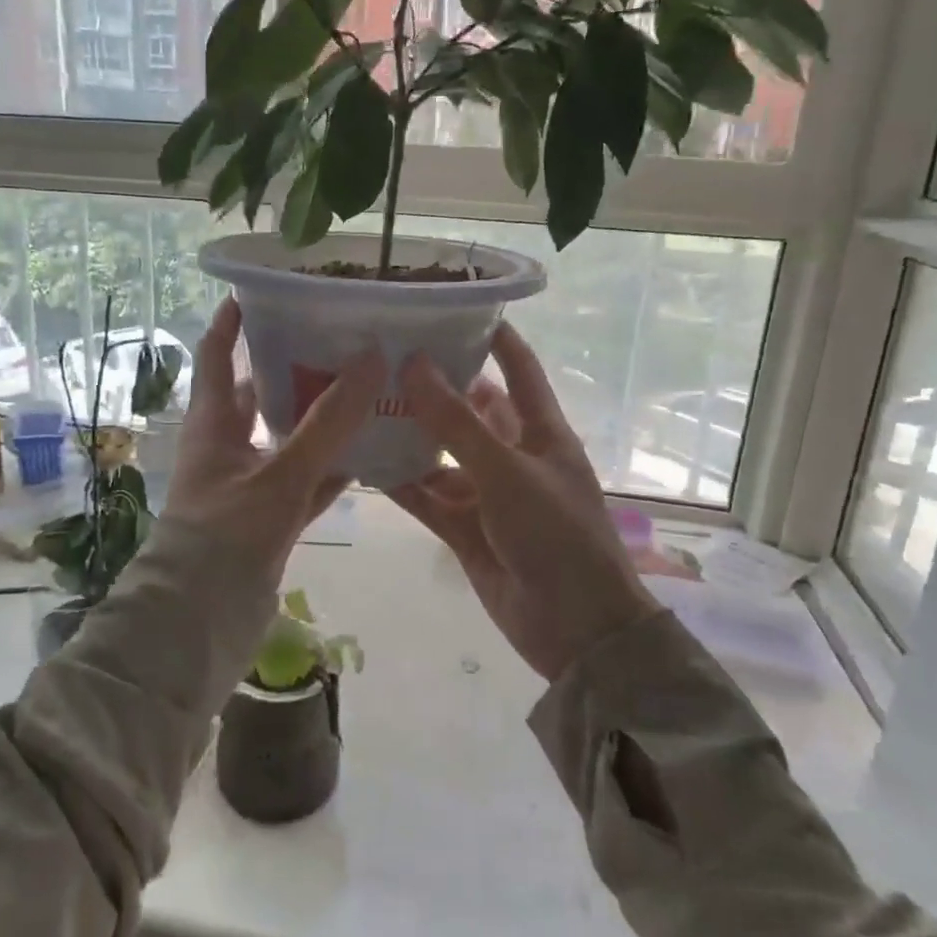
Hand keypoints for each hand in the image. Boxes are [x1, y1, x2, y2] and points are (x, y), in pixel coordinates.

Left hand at [166, 298, 385, 586]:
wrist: (200, 622)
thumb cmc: (226, 535)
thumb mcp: (280, 474)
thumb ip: (328, 422)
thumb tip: (373, 357)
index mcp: (213, 423)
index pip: (214, 354)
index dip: (232, 320)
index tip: (262, 289)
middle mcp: (228, 446)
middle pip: (258, 393)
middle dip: (292, 366)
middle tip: (339, 339)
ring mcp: (249, 483)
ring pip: (288, 439)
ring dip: (319, 420)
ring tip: (366, 389)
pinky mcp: (270, 518)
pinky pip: (306, 482)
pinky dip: (332, 470)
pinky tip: (371, 456)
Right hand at [390, 324, 650, 680]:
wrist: (575, 630)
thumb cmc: (557, 537)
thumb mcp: (508, 472)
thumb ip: (457, 423)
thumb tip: (413, 364)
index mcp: (540, 432)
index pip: (518, 369)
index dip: (494, 336)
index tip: (453, 306)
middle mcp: (511, 455)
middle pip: (469, 409)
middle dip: (433, 386)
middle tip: (383, 357)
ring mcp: (486, 493)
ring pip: (440, 454)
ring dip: (408, 434)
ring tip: (360, 404)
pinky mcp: (464, 528)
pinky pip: (426, 496)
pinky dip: (399, 482)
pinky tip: (362, 461)